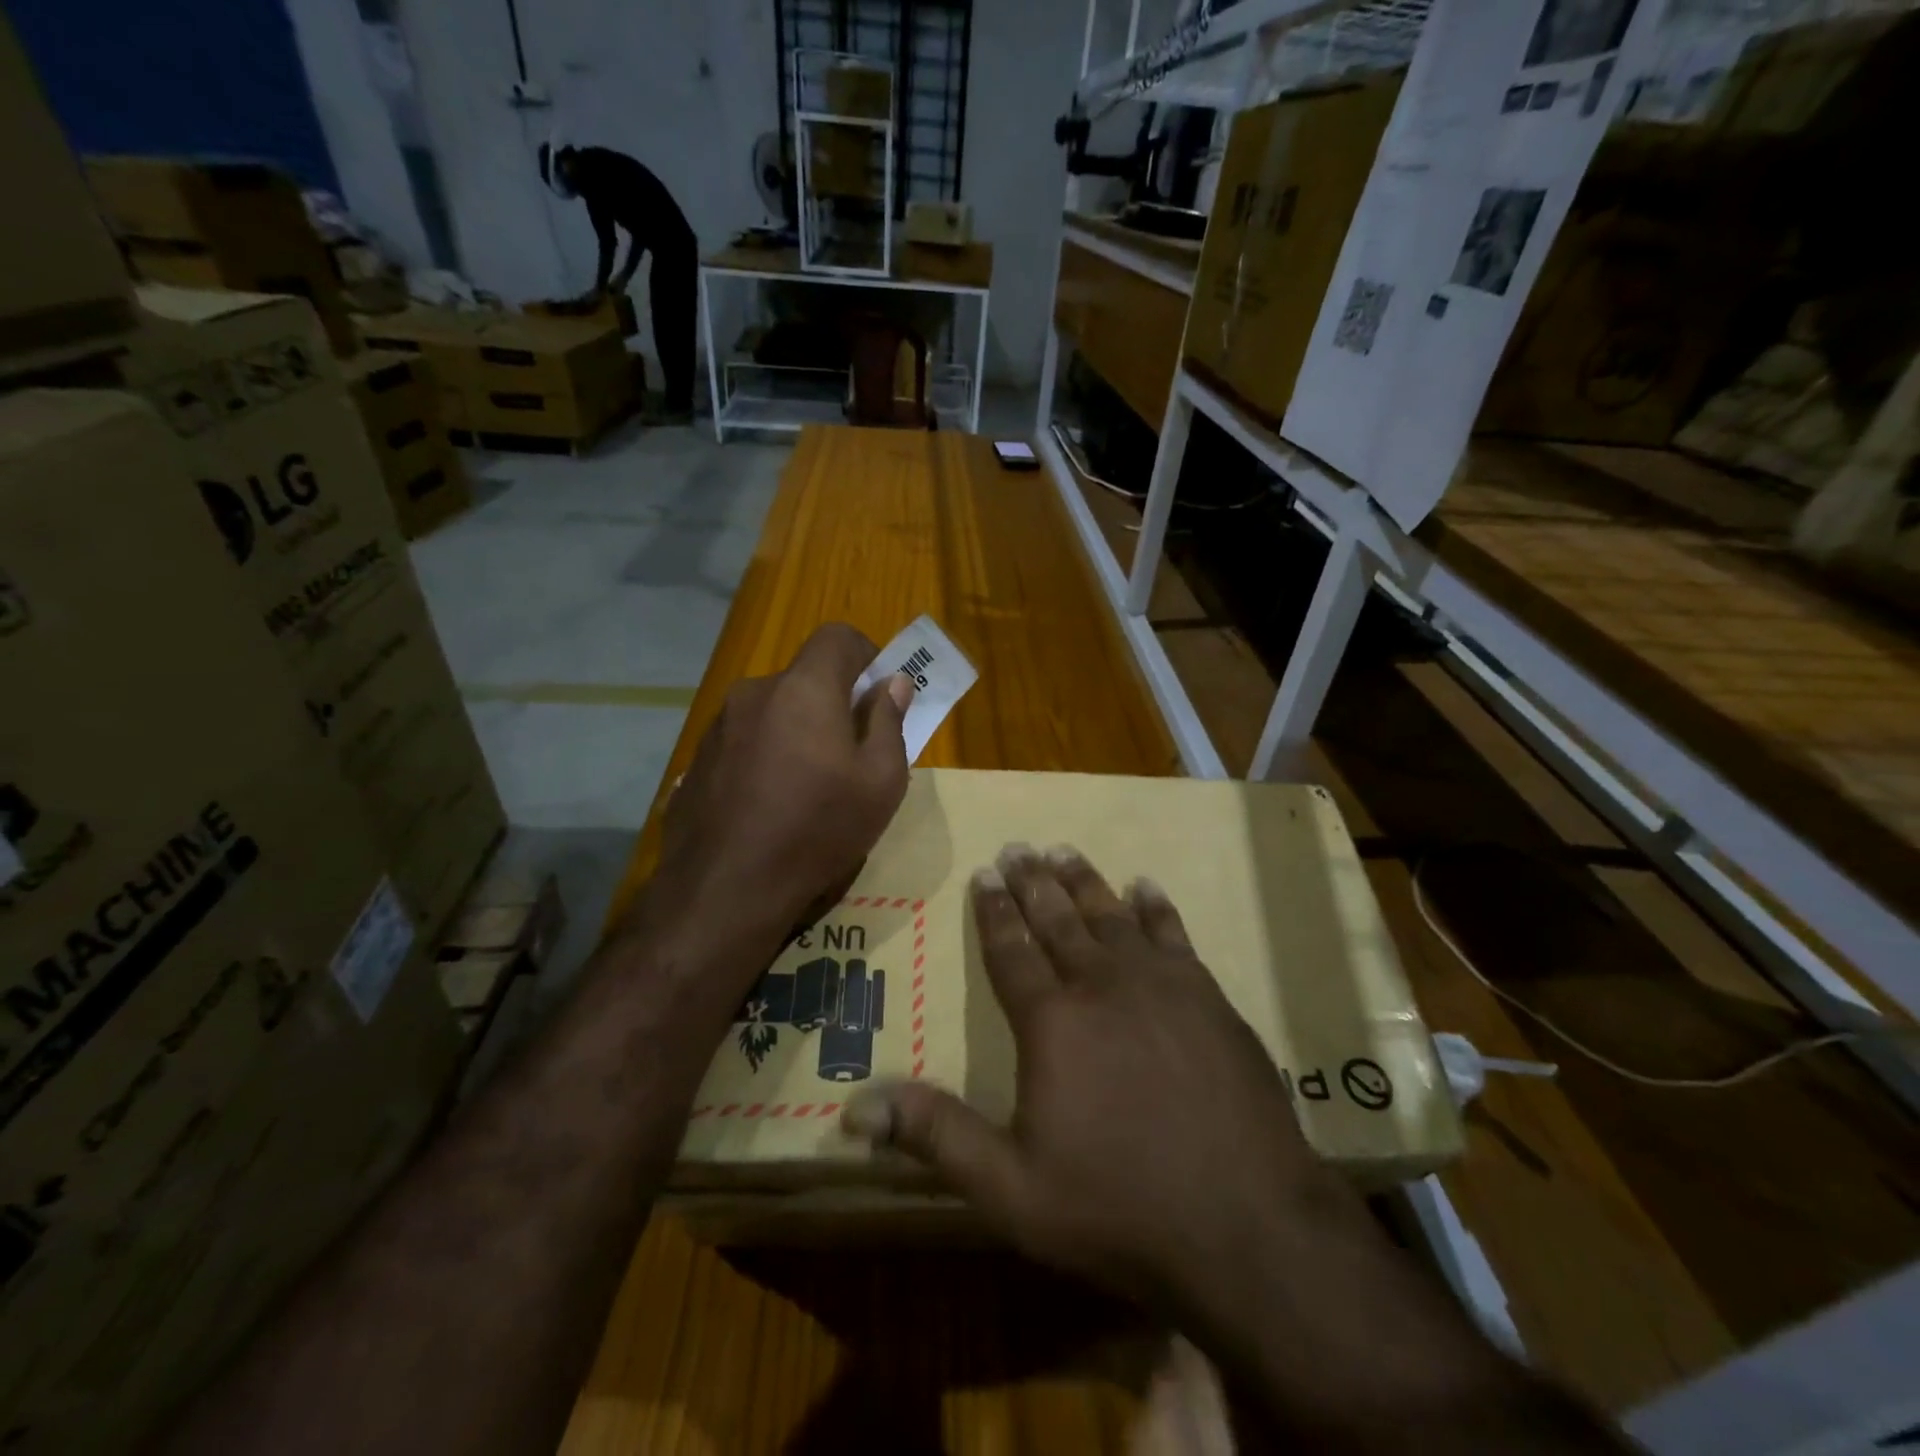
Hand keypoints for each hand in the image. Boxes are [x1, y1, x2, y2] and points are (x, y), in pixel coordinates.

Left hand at [648, 623, 913, 947]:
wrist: (725, 889)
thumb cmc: (818, 829)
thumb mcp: (881, 782)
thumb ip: (889, 722)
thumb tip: (893, 685)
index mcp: (804, 689)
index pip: (837, 637)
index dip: (866, 655)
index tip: (879, 695)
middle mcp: (755, 693)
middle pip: (805, 678)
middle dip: (834, 702)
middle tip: (852, 753)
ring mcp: (719, 726)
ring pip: (774, 710)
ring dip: (798, 730)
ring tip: (809, 786)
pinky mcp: (698, 759)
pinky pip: (745, 740)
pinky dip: (767, 754)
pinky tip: (770, 804)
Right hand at [842, 844, 1356, 1322]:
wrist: (1248, 1226)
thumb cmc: (1119, 1207)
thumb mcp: (1011, 1189)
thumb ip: (936, 1137)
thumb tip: (854, 1108)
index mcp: (1052, 1021)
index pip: (1012, 950)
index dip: (994, 911)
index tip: (985, 873)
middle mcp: (1103, 985)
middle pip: (1059, 920)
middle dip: (1033, 882)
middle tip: (1018, 846)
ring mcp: (1162, 986)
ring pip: (1112, 915)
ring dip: (1084, 882)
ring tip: (1064, 852)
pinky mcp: (1209, 997)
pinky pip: (1173, 934)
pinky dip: (1155, 908)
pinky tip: (1144, 887)